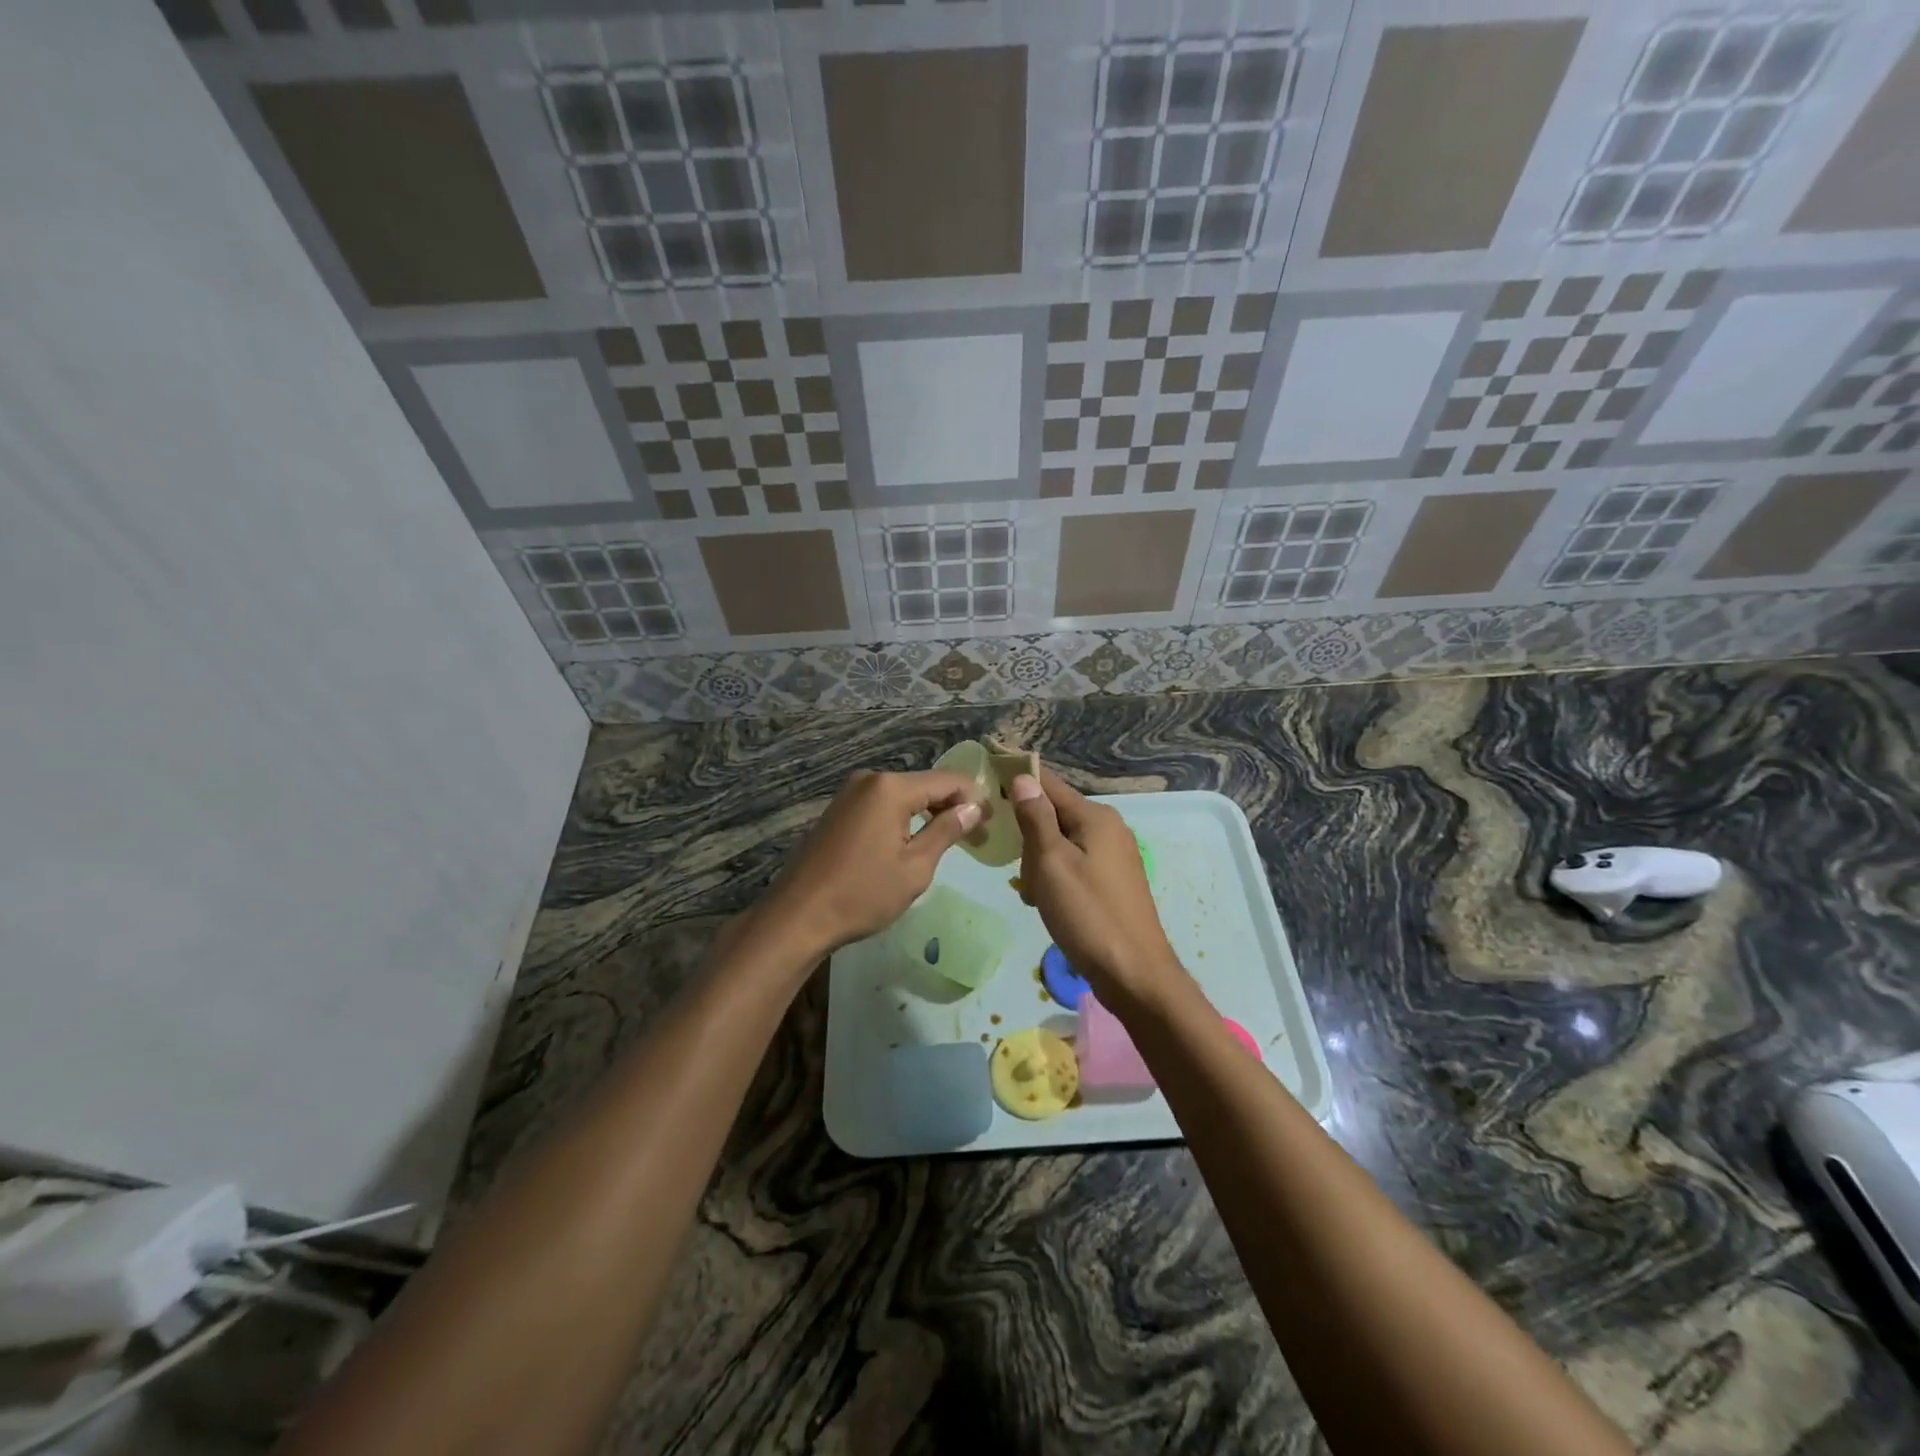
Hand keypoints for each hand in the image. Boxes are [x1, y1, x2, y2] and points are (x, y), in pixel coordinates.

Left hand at [758, 769, 981, 956]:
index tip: (992, 824)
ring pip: (904, 795)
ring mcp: (850, 793)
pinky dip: (904, 818)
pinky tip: (913, 841)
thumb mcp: (915, 867)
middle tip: (976, 838)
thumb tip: (973, 808)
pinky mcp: (839, 810)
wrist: (798, 915)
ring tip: (950, 841)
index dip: (974, 799)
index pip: (948, 781)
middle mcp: (870, 780)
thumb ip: (946, 831)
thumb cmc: (862, 894)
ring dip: (928, 813)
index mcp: (891, 788)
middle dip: (952, 807)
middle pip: (925, 784)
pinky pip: (883, 805)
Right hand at [1009, 770, 1185, 1005]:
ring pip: (1060, 843)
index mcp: (1095, 816)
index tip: (987, 775)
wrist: (1133, 974)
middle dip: (1028, 838)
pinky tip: (1048, 903)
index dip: (1018, 777)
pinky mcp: (1112, 880)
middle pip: (1053, 814)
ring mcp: (1113, 855)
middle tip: (1023, 873)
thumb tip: (1024, 776)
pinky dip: (1055, 878)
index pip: (1048, 783)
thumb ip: (1036, 818)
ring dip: (1039, 863)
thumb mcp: (1052, 863)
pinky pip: (1073, 864)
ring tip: (1036, 896)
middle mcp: (1108, 827)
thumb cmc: (1088, 914)